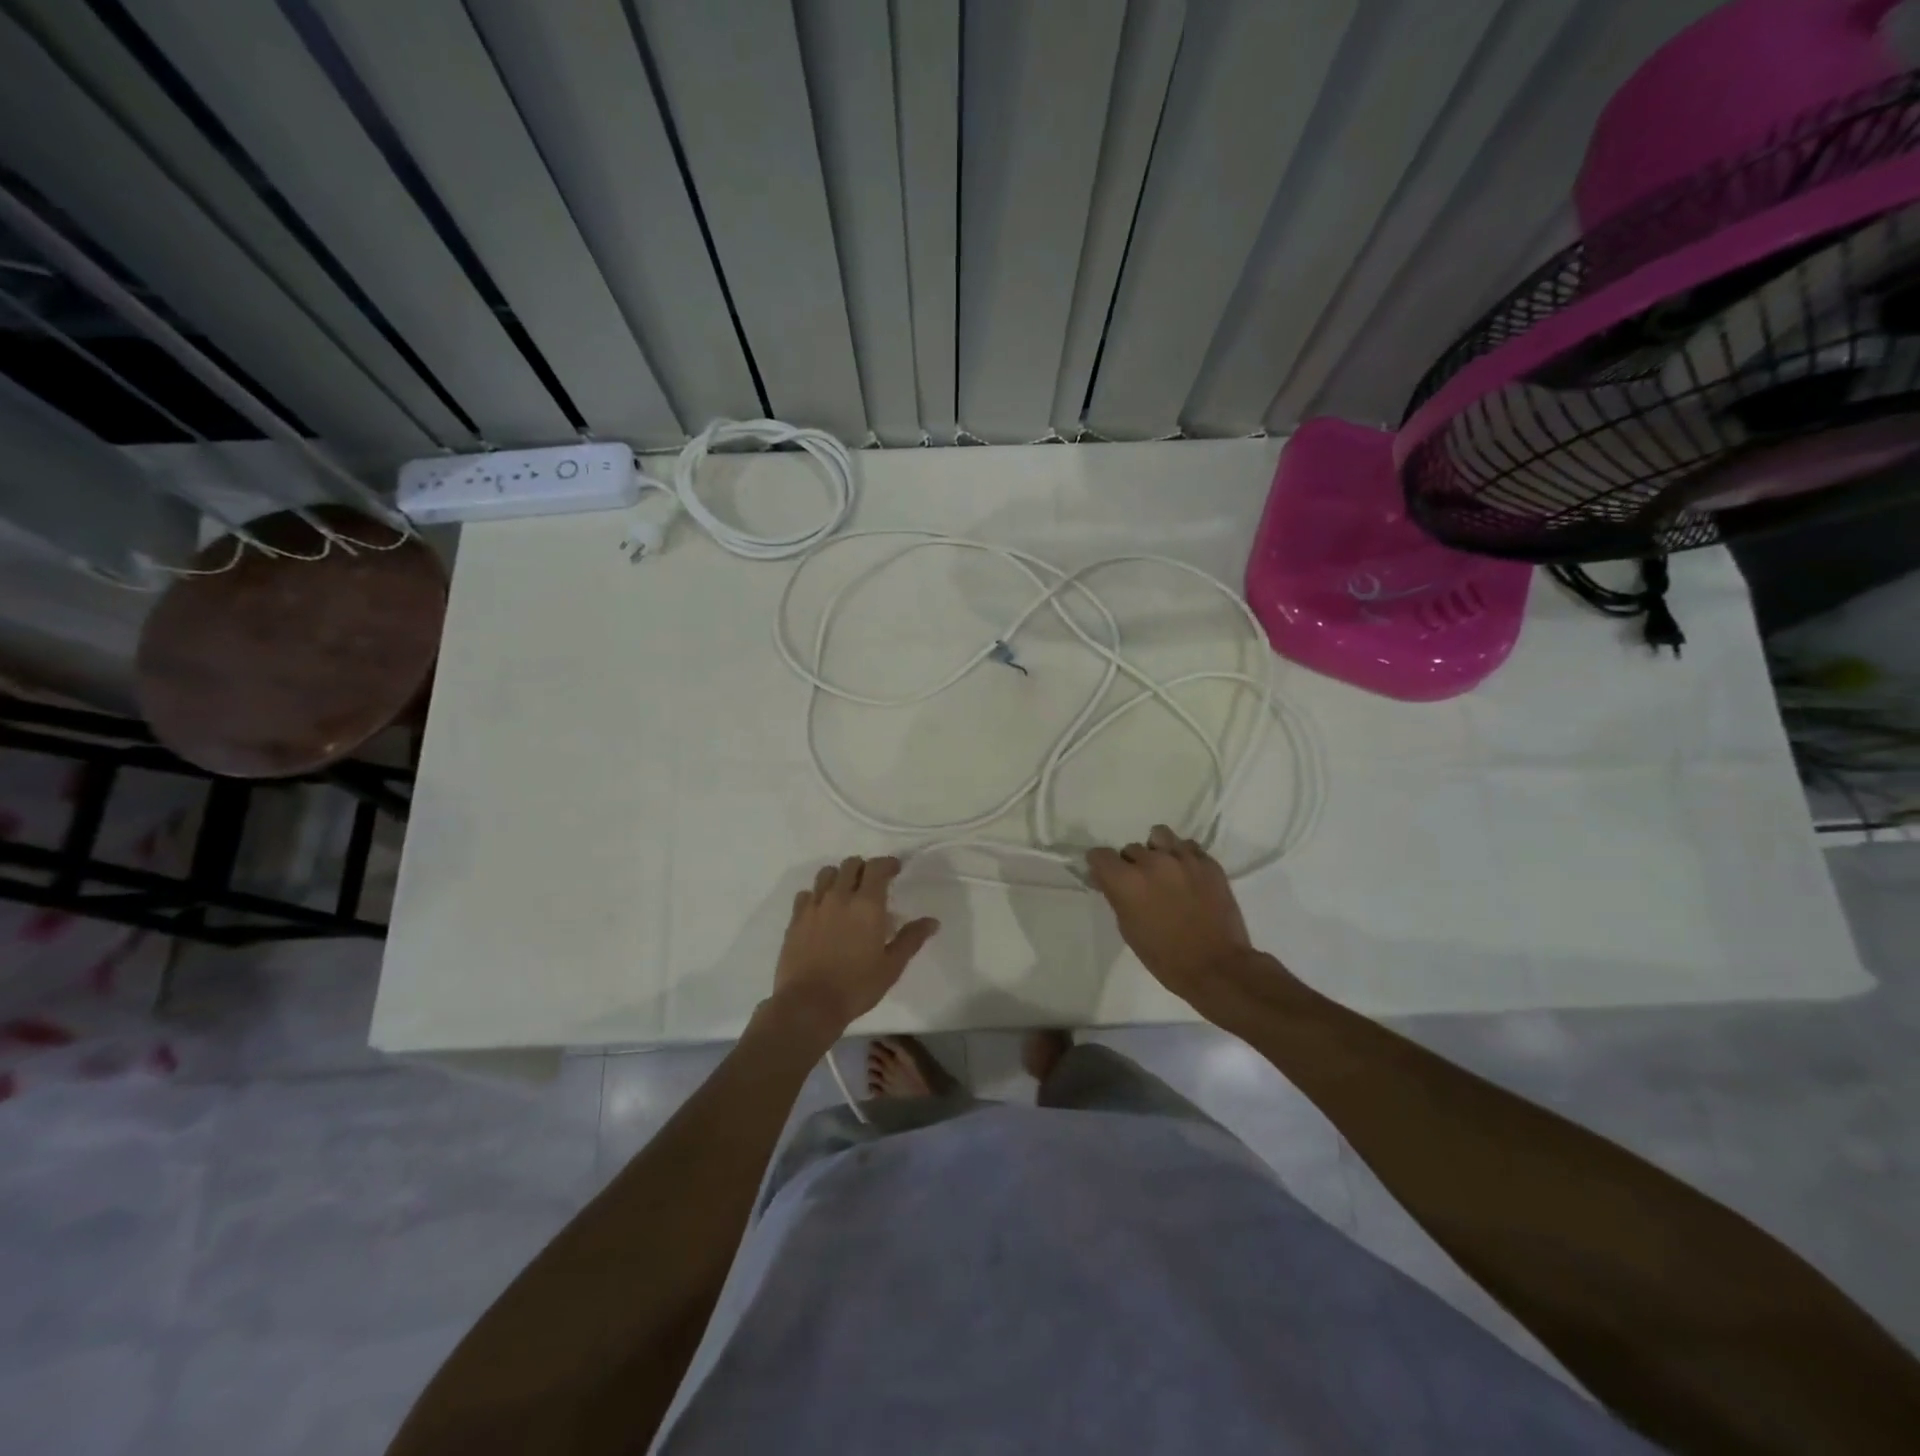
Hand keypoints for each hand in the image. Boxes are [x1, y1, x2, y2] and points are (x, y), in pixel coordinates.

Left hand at [772, 856, 938, 1034]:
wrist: (809, 1004)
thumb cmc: (856, 986)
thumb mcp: (891, 966)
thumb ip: (911, 939)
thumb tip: (932, 921)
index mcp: (867, 904)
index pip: (877, 867)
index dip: (888, 864)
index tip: (895, 870)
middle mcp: (840, 896)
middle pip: (851, 864)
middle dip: (865, 868)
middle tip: (872, 883)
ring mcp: (814, 906)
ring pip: (827, 874)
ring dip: (840, 876)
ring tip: (846, 893)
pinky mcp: (795, 919)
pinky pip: (806, 894)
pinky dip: (817, 894)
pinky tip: (822, 910)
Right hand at [1087, 825, 1256, 1011]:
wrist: (1216, 967)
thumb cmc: (1165, 957)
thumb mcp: (1128, 929)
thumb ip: (1116, 897)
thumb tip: (1106, 879)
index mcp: (1127, 881)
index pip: (1100, 854)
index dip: (1100, 865)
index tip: (1105, 875)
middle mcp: (1152, 862)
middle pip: (1131, 848)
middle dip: (1131, 864)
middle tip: (1141, 884)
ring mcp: (1183, 858)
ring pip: (1159, 836)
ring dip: (1156, 850)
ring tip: (1164, 869)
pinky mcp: (1208, 862)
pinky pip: (1188, 846)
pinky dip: (1183, 856)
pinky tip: (1187, 875)